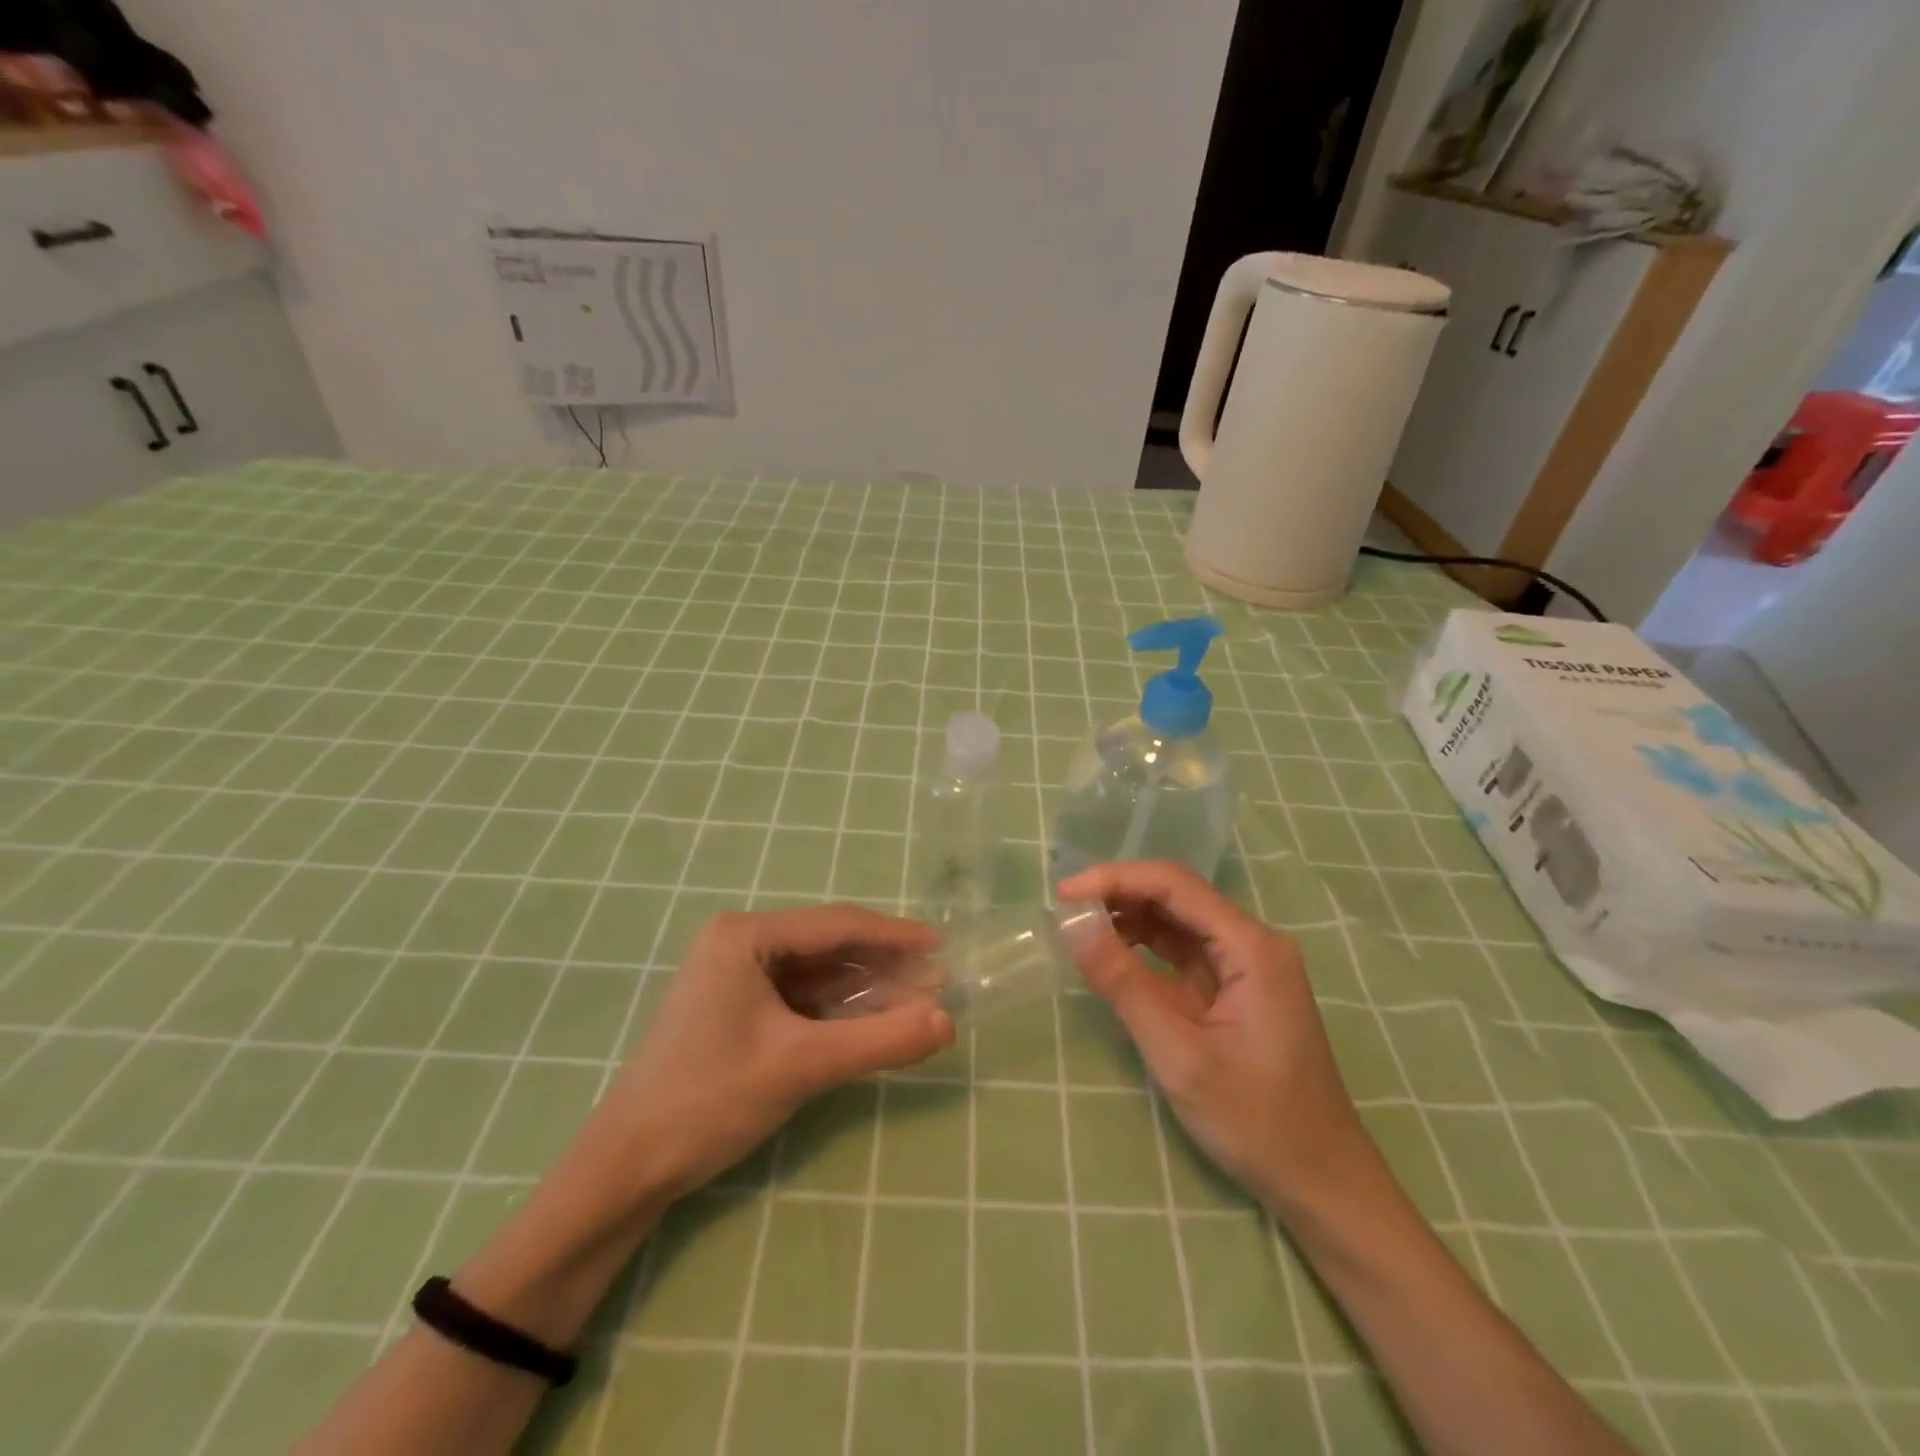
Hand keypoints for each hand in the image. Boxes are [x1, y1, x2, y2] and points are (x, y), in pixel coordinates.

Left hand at [594, 906, 954, 1200]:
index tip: (941, 946)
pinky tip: (875, 1024)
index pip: (836, 925)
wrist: (627, 1169)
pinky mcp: (738, 1009)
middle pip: (829, 948)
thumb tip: (949, 1022)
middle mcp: (740, 943)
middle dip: (884, 968)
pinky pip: (802, 1000)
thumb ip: (880, 1041)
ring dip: (866, 992)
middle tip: (938, 984)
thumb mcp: (802, 1066)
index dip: (894, 935)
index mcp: (745, 935)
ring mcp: (736, 977)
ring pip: (818, 976)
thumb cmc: (709, 1100)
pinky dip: (839, 1013)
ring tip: (919, 1005)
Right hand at [1058, 861, 1378, 1218]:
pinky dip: (1143, 948)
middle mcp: (1251, 943)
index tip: (1064, 895)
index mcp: (1251, 947)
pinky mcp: (1234, 988)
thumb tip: (1072, 926)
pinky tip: (1111, 956)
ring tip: (1079, 931)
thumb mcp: (1179, 1056)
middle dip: (1119, 895)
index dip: (1115, 879)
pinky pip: (1182, 951)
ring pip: (1177, 920)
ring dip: (1128, 919)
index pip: (1174, 885)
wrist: (1321, 1183)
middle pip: (1176, 895)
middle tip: (1064, 912)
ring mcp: (1245, 965)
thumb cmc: (1256, 1121)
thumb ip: (1124, 985)